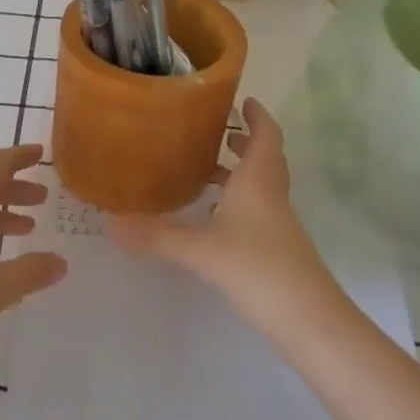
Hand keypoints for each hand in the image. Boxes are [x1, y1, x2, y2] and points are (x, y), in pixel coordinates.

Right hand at [111, 99, 346, 343]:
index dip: (258, 116)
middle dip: (244, 142)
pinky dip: (239, 202)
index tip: (244, 101)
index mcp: (259, 181)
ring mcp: (279, 223)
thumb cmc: (257, 268)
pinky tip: (216, 219)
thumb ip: (158, 235)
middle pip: (265, 158)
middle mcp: (272, 195)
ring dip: (240, 173)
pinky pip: (259, 210)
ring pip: (262, 185)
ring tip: (207, 173)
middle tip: (217, 133)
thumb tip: (111, 224)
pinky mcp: (278, 248)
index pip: (266, 135)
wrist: (308, 319)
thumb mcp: (201, 250)